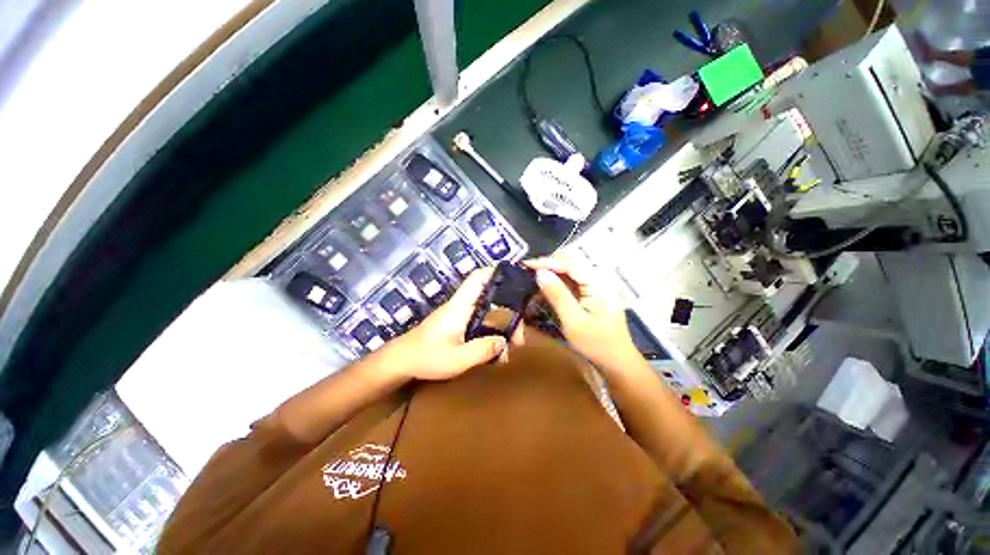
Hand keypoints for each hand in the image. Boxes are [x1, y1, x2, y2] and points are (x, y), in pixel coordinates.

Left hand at [382, 267, 515, 380]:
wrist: (401, 362)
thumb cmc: (426, 357)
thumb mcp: (457, 359)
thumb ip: (482, 350)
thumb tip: (504, 342)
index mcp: (460, 306)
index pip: (477, 278)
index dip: (495, 272)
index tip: (515, 277)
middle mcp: (461, 306)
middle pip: (490, 298)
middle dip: (509, 313)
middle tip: (519, 336)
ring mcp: (459, 316)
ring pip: (487, 312)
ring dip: (501, 326)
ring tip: (511, 347)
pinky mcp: (457, 325)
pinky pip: (480, 323)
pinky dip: (491, 333)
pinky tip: (496, 351)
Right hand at [525, 256, 640, 368]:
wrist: (617, 360)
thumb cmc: (596, 344)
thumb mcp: (573, 321)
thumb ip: (557, 295)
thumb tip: (540, 273)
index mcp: (600, 284)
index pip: (571, 264)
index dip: (547, 262)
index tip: (526, 264)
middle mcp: (601, 278)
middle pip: (572, 261)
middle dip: (549, 263)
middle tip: (528, 270)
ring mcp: (599, 283)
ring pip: (572, 268)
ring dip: (553, 270)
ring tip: (534, 275)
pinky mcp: (595, 290)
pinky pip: (574, 278)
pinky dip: (559, 279)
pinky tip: (547, 284)